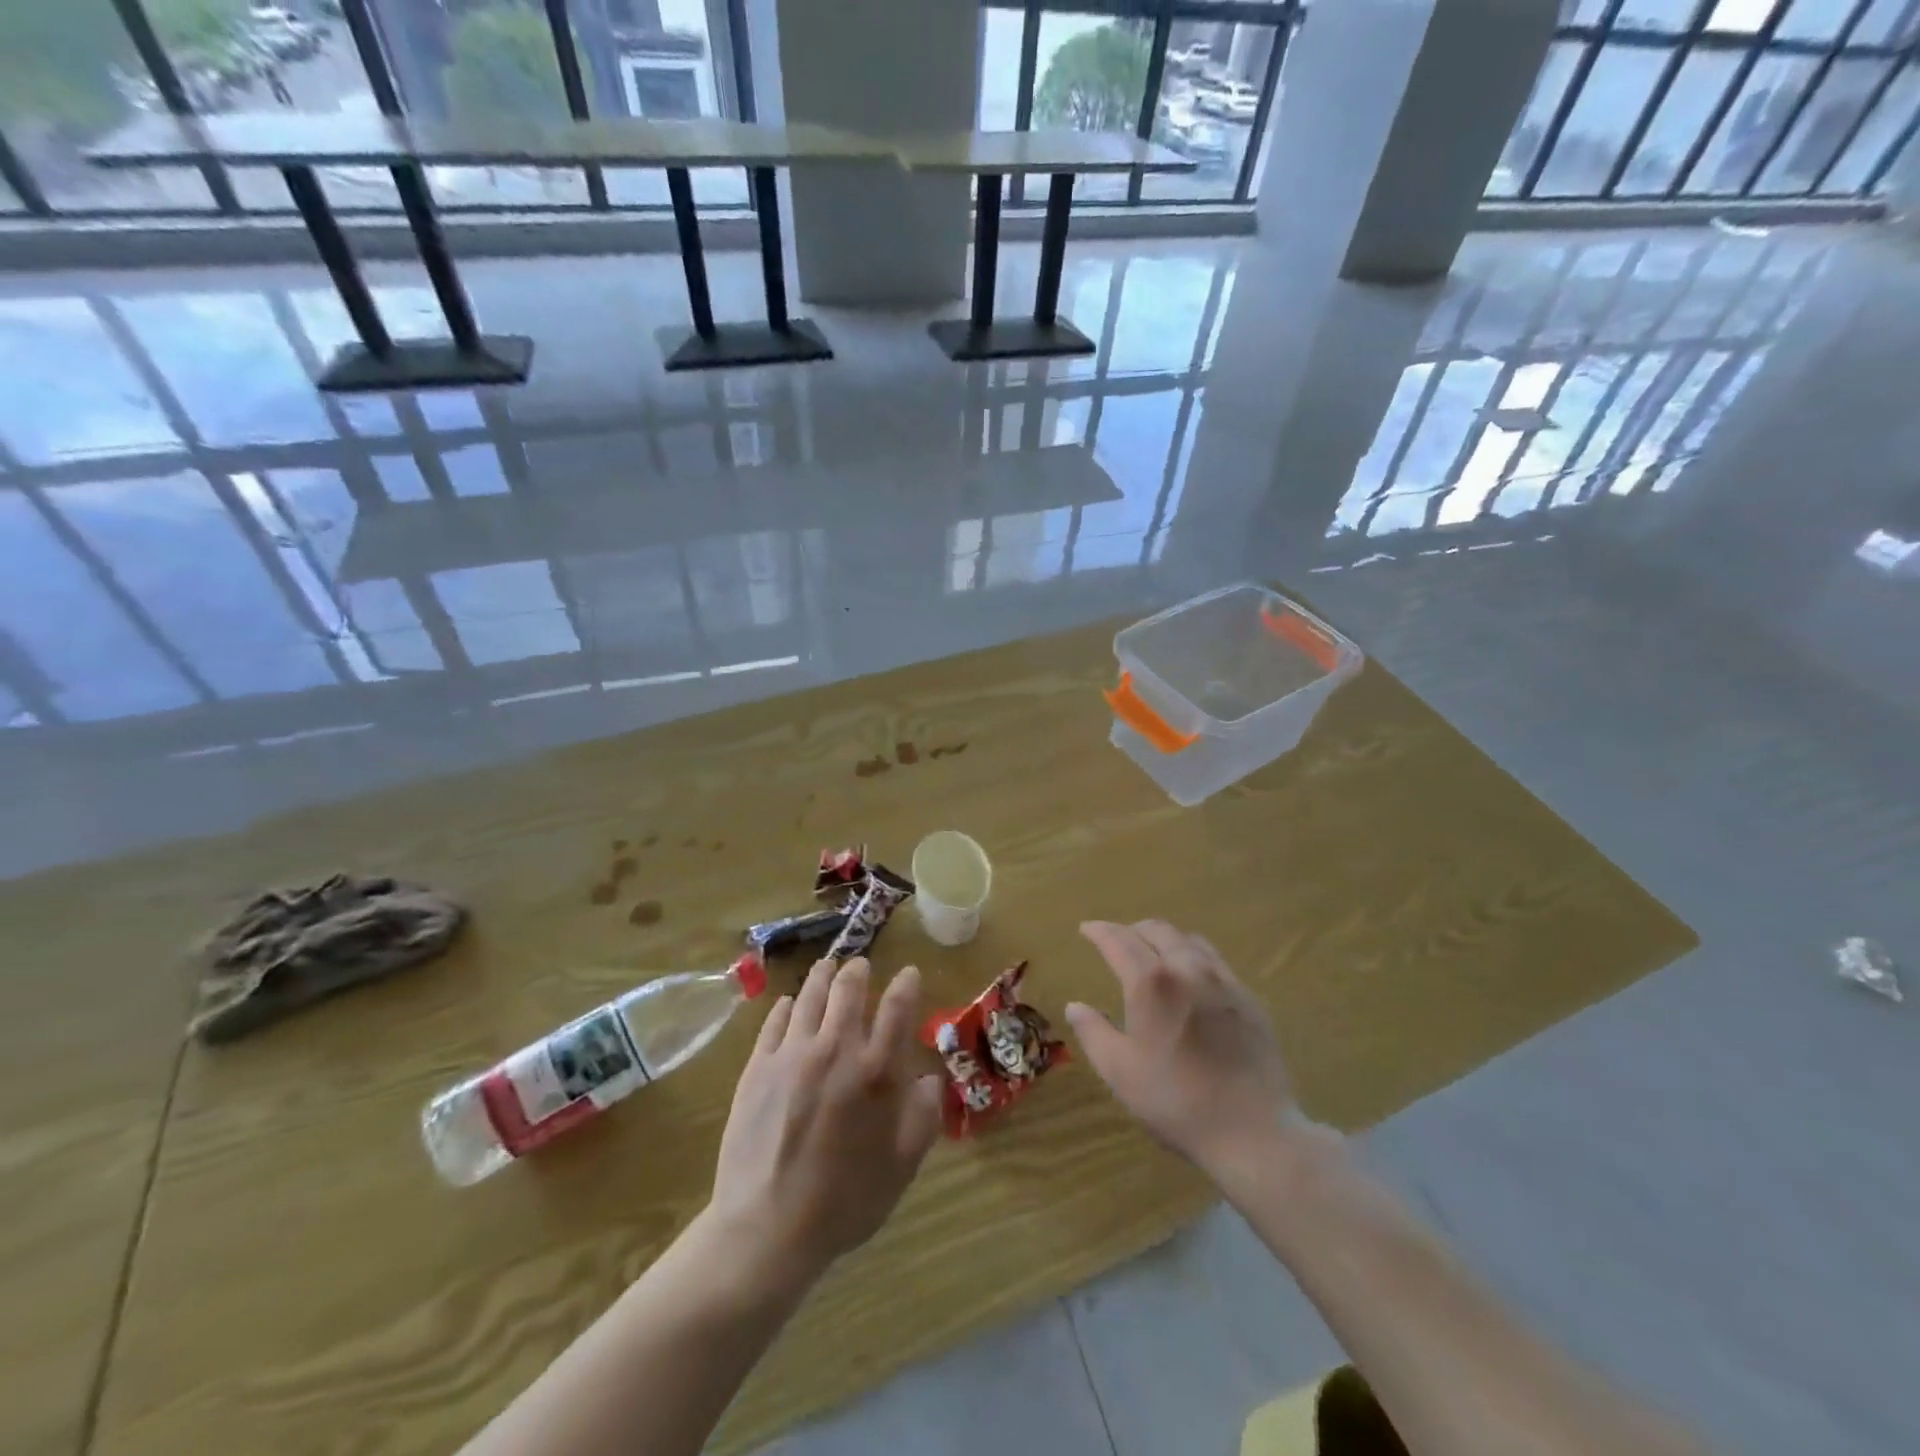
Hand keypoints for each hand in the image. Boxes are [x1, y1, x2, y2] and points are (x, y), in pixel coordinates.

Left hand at [705, 958, 943, 1289]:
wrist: (768, 1228)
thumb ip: (923, 1114)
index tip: (909, 973)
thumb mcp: (902, 1165)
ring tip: (827, 967)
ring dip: (822, 975)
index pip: (897, 1006)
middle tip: (861, 965)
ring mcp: (793, 1053)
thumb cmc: (845, 1201)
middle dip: (858, 969)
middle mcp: (837, 1048)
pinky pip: (775, 1021)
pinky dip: (787, 1005)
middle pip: (848, 987)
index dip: (906, 983)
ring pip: (810, 995)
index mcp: (878, 1070)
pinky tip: (790, 1003)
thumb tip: (929, 1078)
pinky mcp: (758, 1066)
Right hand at [1067, 920, 1305, 1179]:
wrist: (1254, 1132)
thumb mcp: (1120, 1072)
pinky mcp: (1250, 1000)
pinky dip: (1194, 958)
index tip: (1086, 929)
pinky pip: (1216, 963)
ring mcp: (1225, 982)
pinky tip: (1193, 983)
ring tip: (1154, 955)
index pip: (1119, 940)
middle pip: (1158, 930)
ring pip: (1190, 941)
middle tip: (1117, 941)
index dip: (1099, 931)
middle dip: (1132, 930)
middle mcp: (1188, 969)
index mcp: (1152, 983)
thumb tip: (1075, 1006)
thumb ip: (1093, 1033)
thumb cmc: (1176, 1101)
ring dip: (1165, 939)